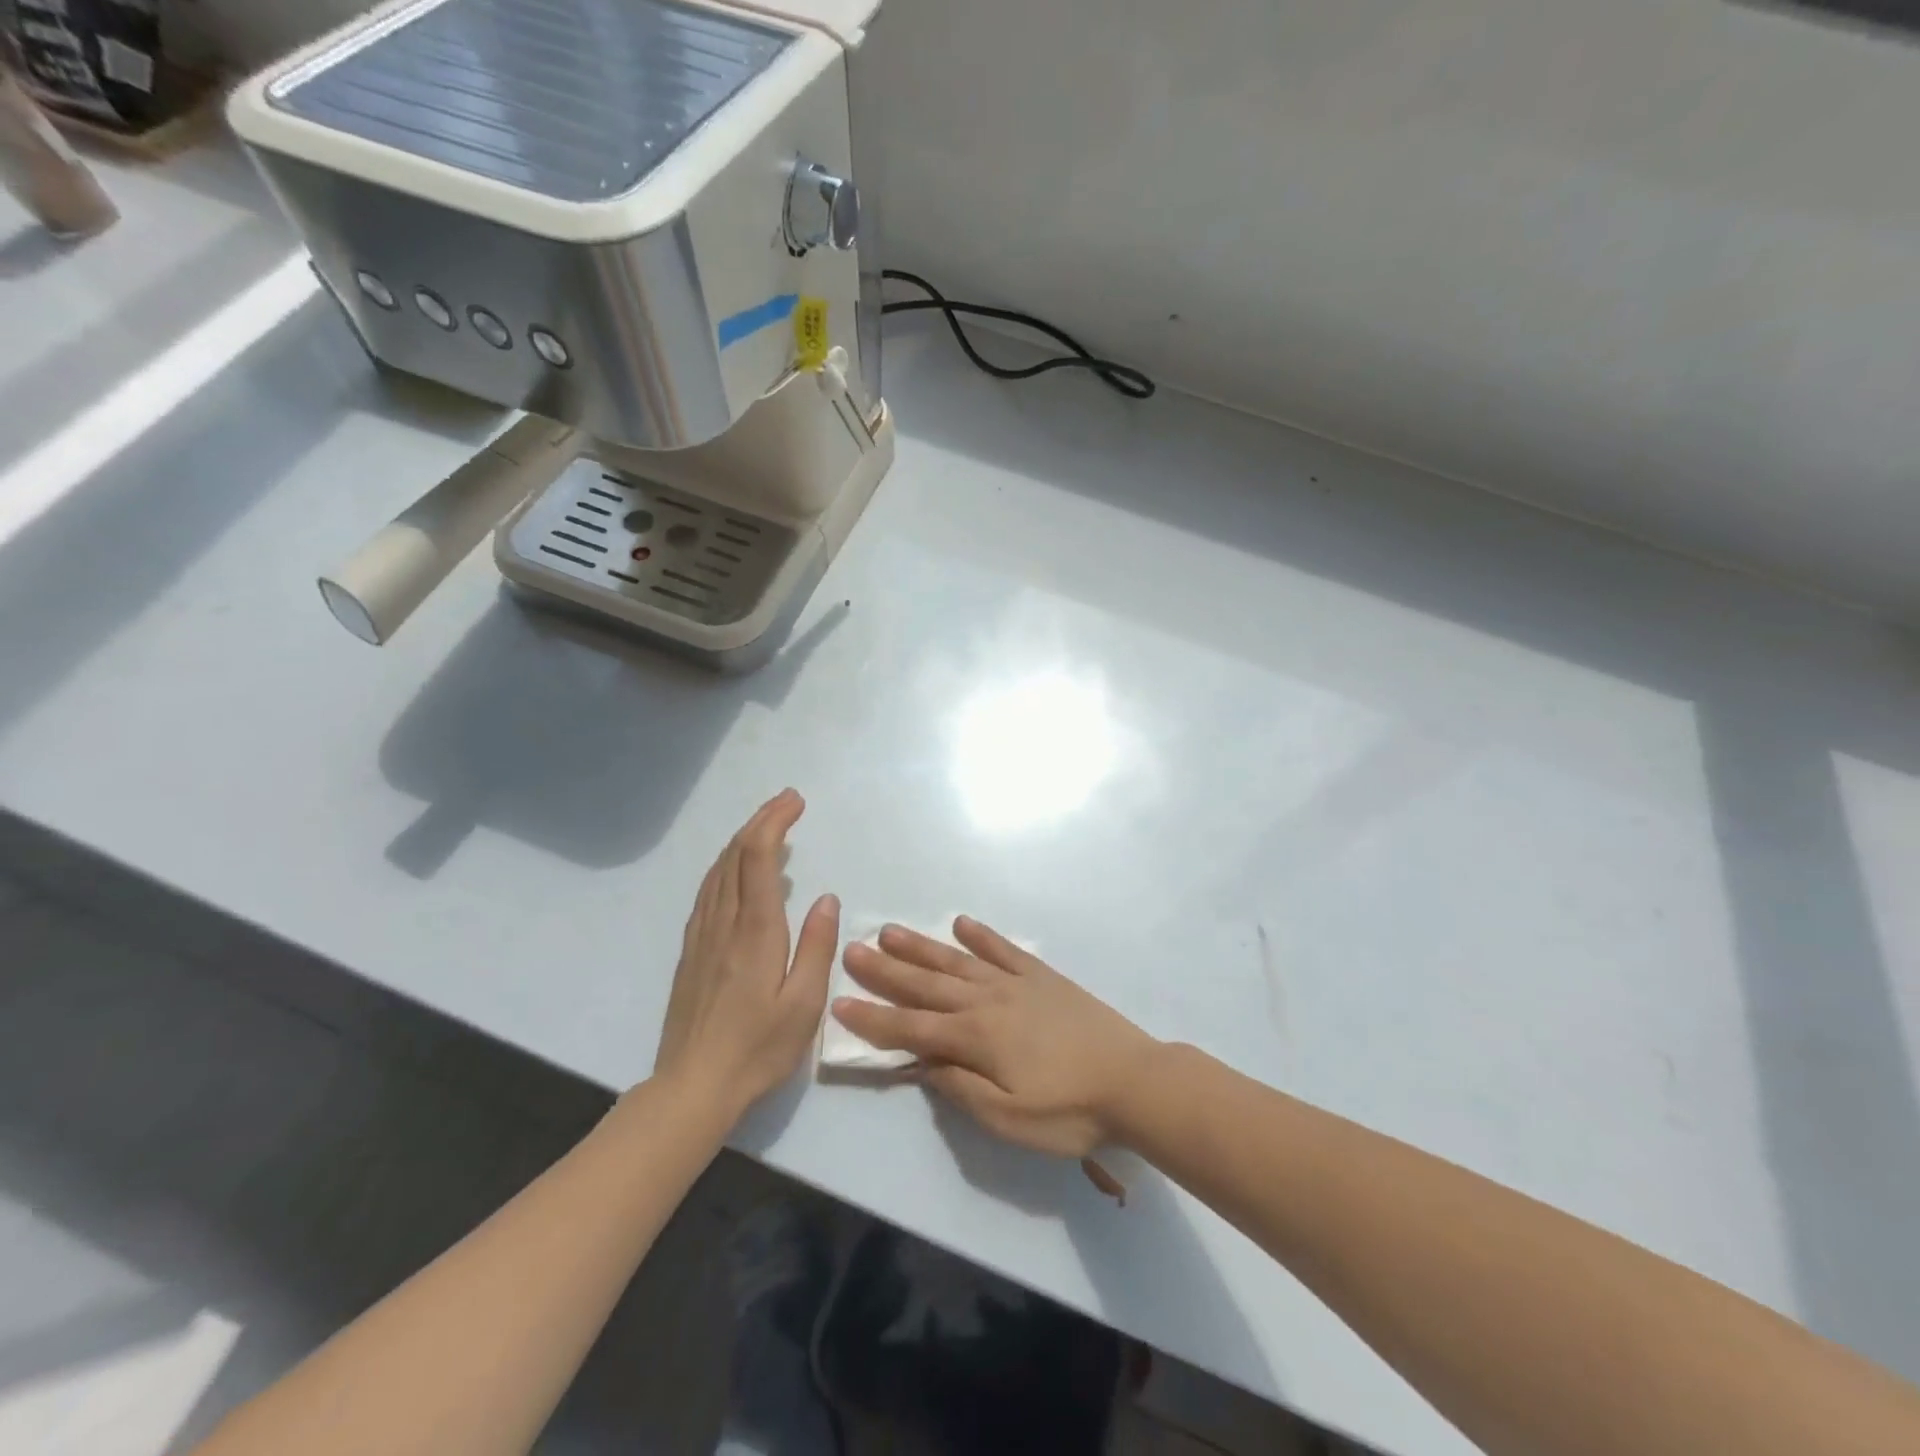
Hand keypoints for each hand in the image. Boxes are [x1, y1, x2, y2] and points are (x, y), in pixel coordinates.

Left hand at [654, 790, 839, 1120]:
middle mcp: (724, 923)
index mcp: (755, 931)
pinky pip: (707, 891)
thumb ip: (817, 946)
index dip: (774, 821)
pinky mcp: (691, 951)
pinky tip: (735, 871)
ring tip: (767, 827)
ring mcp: (701, 936)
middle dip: (760, 820)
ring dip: (742, 839)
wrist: (692, 1087)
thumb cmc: (757, 1049)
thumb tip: (826, 898)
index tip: (795, 801)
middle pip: (735, 854)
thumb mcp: (804, 1005)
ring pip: (717, 870)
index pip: (758, 858)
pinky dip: (726, 866)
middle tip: (788, 802)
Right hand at [833, 918, 1156, 1158]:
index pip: (910, 1027)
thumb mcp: (1008, 1120)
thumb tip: (922, 1062)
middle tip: (852, 949)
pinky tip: (962, 924)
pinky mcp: (1042, 976)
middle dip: (885, 970)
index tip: (840, 1002)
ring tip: (890, 930)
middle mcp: (987, 1001)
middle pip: (926, 984)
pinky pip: (1003, 949)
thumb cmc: (1069, 1112)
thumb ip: (960, 1088)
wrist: (1134, 1081)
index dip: (873, 1018)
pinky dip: (981, 936)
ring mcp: (1015, 983)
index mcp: (975, 1038)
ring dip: (921, 947)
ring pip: (956, 961)